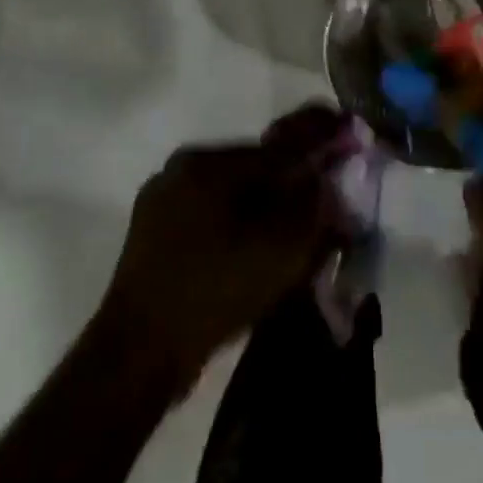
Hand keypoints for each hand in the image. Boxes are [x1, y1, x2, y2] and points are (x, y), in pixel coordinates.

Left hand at [100, 104, 349, 383]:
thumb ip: (313, 210)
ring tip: (289, 227)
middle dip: (289, 178)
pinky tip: (249, 248)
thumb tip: (329, 183)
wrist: (137, 355)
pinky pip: (207, 214)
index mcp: (209, 162)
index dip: (316, 138)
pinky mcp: (151, 232)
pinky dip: (235, 223)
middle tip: (320, 193)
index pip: (276, 145)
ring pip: (229, 190)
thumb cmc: (213, 292)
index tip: (345, 127)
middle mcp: (182, 168)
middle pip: (253, 165)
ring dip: (262, 203)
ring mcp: (162, 199)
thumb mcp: (279, 251)